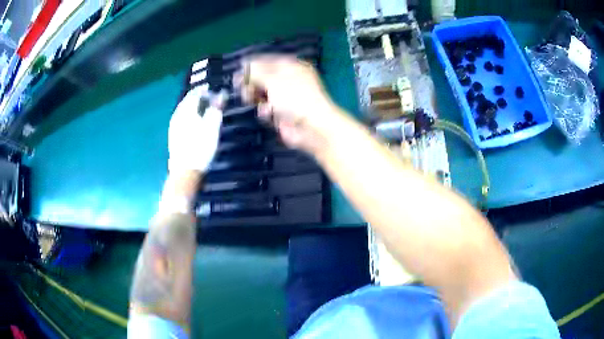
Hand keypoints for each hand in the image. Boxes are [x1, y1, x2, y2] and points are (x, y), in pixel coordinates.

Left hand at [168, 87, 225, 173]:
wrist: (185, 172)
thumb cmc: (200, 148)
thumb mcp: (212, 127)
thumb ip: (216, 108)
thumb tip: (222, 94)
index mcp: (186, 110)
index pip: (195, 93)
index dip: (205, 91)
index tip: (215, 93)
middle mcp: (177, 115)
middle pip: (188, 101)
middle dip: (199, 98)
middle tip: (211, 101)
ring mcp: (173, 127)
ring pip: (184, 111)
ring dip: (194, 108)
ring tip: (204, 111)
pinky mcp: (173, 136)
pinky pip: (182, 119)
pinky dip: (190, 117)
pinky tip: (195, 124)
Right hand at [237, 56, 341, 154]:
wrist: (313, 128)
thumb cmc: (295, 97)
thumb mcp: (273, 79)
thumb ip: (255, 72)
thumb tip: (244, 65)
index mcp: (292, 67)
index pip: (268, 61)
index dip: (252, 64)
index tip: (238, 70)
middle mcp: (290, 81)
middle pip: (264, 78)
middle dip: (252, 82)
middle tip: (242, 87)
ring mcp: (286, 99)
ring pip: (263, 94)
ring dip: (256, 97)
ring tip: (251, 99)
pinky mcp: (282, 115)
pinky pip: (267, 110)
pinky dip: (265, 111)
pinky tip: (267, 113)